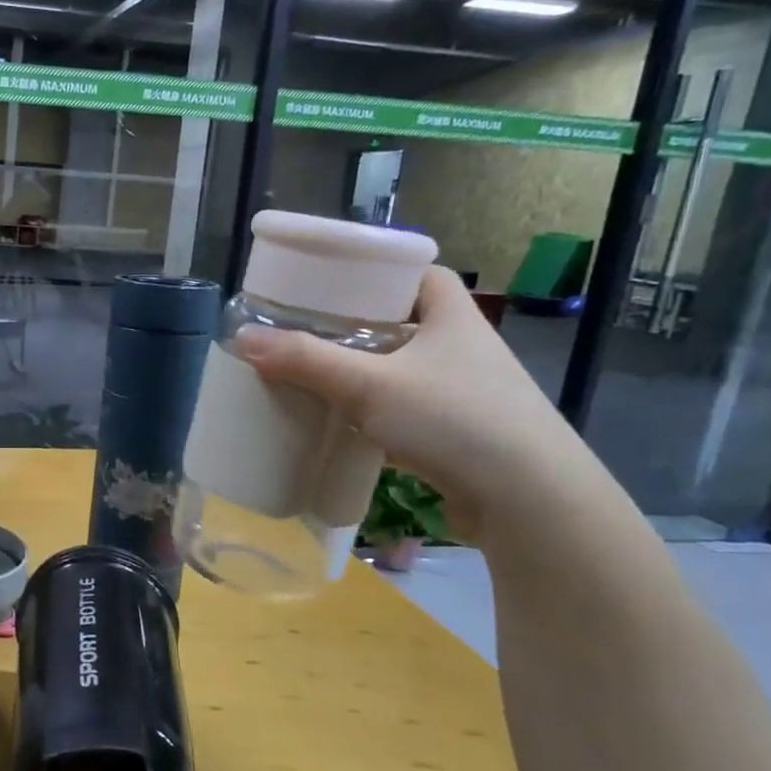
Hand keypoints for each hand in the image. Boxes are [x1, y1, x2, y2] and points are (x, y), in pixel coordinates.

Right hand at [233, 265, 592, 539]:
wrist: (528, 500)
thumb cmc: (454, 420)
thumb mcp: (370, 384)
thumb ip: (306, 360)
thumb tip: (243, 338)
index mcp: (452, 316)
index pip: (418, 272)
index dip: (378, 270)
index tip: (333, 281)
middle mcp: (463, 347)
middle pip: (403, 321)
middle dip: (356, 325)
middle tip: (306, 328)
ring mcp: (465, 392)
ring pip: (402, 368)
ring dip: (364, 370)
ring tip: (313, 372)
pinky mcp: (459, 433)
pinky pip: (406, 407)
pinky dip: (374, 409)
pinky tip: (341, 420)